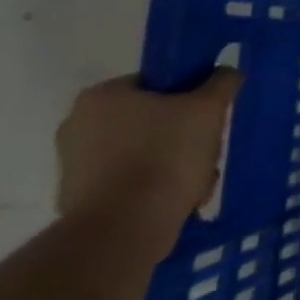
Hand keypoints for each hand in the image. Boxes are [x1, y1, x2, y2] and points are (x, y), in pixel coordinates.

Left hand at [55, 71, 242, 254]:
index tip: (208, 115)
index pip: (155, 83)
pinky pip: (128, 181)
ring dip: (174, 162)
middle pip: (150, 119)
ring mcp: (73, 164)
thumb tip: (226, 72)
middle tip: (207, 149)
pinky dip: (153, 187)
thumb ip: (221, 83)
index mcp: (102, 96)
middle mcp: (77, 124)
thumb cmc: (166, 155)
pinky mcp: (77, 198)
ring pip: (142, 152)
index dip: (188, 96)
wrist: (125, 228)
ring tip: (199, 180)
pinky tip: (179, 199)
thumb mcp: (208, 109)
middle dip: (183, 134)